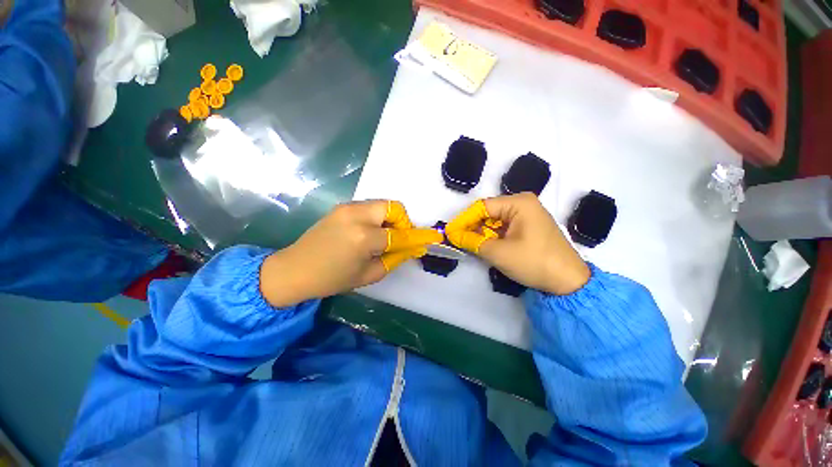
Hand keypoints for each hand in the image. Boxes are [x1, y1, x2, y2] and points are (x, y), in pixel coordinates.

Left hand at [260, 200, 442, 306]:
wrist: (294, 269)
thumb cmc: (332, 279)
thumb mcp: (369, 275)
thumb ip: (394, 258)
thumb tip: (412, 248)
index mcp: (364, 237)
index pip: (400, 234)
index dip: (418, 236)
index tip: (433, 237)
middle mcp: (357, 215)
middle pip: (393, 207)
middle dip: (402, 222)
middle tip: (398, 238)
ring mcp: (347, 208)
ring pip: (382, 204)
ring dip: (389, 219)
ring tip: (383, 237)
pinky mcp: (341, 207)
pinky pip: (369, 207)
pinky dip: (377, 217)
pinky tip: (370, 232)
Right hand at [445, 193, 589, 294]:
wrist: (568, 282)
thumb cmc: (533, 262)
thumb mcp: (498, 252)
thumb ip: (472, 242)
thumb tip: (454, 236)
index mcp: (519, 203)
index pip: (482, 207)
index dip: (464, 219)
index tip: (450, 231)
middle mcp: (523, 204)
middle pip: (489, 212)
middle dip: (472, 226)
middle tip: (456, 239)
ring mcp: (527, 215)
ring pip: (495, 221)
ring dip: (481, 233)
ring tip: (467, 244)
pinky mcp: (529, 227)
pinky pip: (504, 228)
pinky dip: (492, 236)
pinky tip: (483, 245)